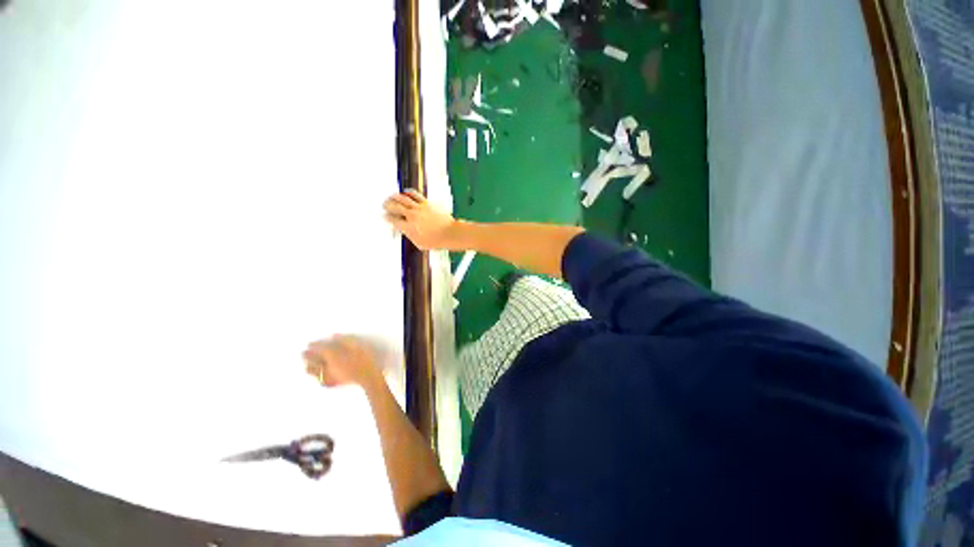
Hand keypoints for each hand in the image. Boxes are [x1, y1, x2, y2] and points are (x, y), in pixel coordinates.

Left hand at [303, 335, 383, 392]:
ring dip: (309, 366)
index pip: (319, 349)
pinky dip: (316, 376)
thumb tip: (334, 335)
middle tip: (303, 353)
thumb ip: (344, 340)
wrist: (368, 377)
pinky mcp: (331, 383)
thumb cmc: (365, 359)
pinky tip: (318, 375)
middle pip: (312, 360)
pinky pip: (319, 379)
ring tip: (307, 364)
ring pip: (313, 371)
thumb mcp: (358, 345)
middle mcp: (327, 366)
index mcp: (333, 355)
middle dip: (307, 356)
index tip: (310, 343)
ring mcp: (328, 376)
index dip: (314, 345)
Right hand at [383, 190, 458, 250]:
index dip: (386, 218)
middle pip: (394, 206)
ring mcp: (419, 208)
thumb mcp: (419, 243)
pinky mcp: (427, 203)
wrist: (449, 233)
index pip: (392, 220)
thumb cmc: (436, 241)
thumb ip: (409, 235)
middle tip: (384, 205)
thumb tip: (404, 230)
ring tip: (391, 196)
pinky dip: (408, 192)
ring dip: (394, 197)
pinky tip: (405, 192)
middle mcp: (412, 216)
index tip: (384, 216)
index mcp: (408, 227)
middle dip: (387, 205)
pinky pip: (415, 195)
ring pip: (403, 198)